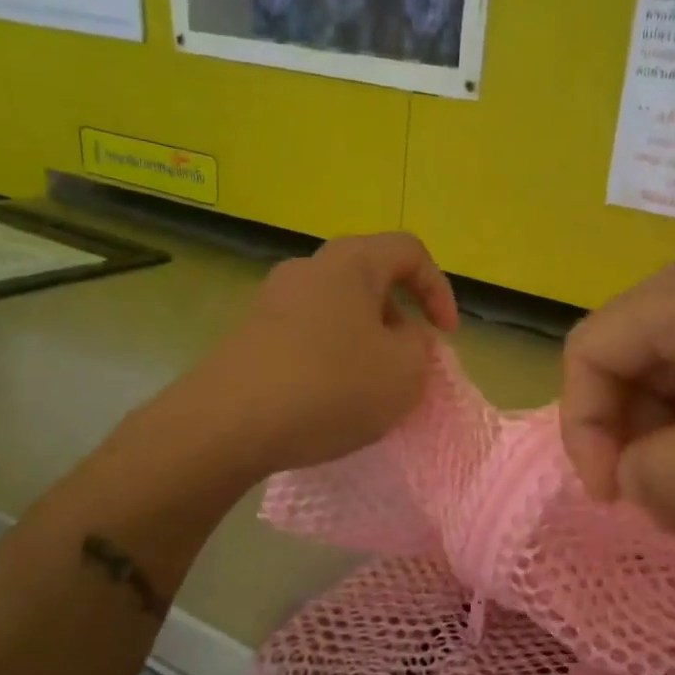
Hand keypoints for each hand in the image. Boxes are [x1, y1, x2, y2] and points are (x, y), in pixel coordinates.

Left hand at [180, 232, 458, 477]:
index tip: (445, 335)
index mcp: (351, 263)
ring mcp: (272, 300)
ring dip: (365, 340)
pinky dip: (331, 356)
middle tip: (408, 361)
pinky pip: (307, 334)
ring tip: (370, 386)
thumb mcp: (404, 372)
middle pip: (370, 278)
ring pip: (338, 309)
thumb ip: (420, 347)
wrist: (229, 423)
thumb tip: (402, 336)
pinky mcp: (250, 334)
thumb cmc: (331, 387)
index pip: (409, 251)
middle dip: (400, 318)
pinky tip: (329, 398)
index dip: (439, 288)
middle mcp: (308, 268)